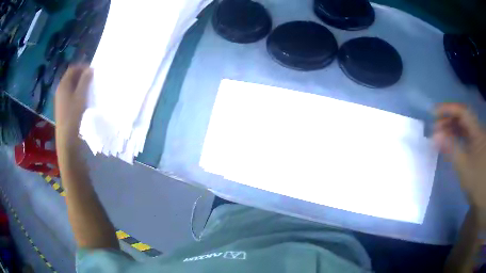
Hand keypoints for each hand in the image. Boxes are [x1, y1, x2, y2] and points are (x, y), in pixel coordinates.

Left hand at [54, 65, 92, 146]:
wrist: (66, 137)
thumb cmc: (73, 115)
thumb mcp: (80, 96)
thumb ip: (85, 81)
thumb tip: (90, 69)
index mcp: (63, 84)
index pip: (72, 69)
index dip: (82, 67)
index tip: (92, 70)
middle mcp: (60, 89)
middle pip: (70, 76)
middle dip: (81, 75)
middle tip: (91, 78)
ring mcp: (60, 99)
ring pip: (70, 86)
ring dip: (79, 84)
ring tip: (88, 87)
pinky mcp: (62, 107)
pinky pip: (69, 94)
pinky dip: (76, 92)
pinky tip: (82, 98)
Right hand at [434, 103, 485, 220]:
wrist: (481, 196)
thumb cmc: (475, 181)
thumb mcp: (464, 167)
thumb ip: (451, 149)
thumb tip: (435, 135)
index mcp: (477, 131)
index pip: (462, 112)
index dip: (449, 109)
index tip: (434, 112)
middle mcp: (478, 130)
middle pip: (462, 118)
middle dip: (448, 120)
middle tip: (435, 127)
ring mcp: (477, 139)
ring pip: (464, 127)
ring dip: (452, 128)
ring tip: (441, 134)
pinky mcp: (476, 147)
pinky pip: (465, 136)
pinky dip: (457, 136)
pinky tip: (450, 141)